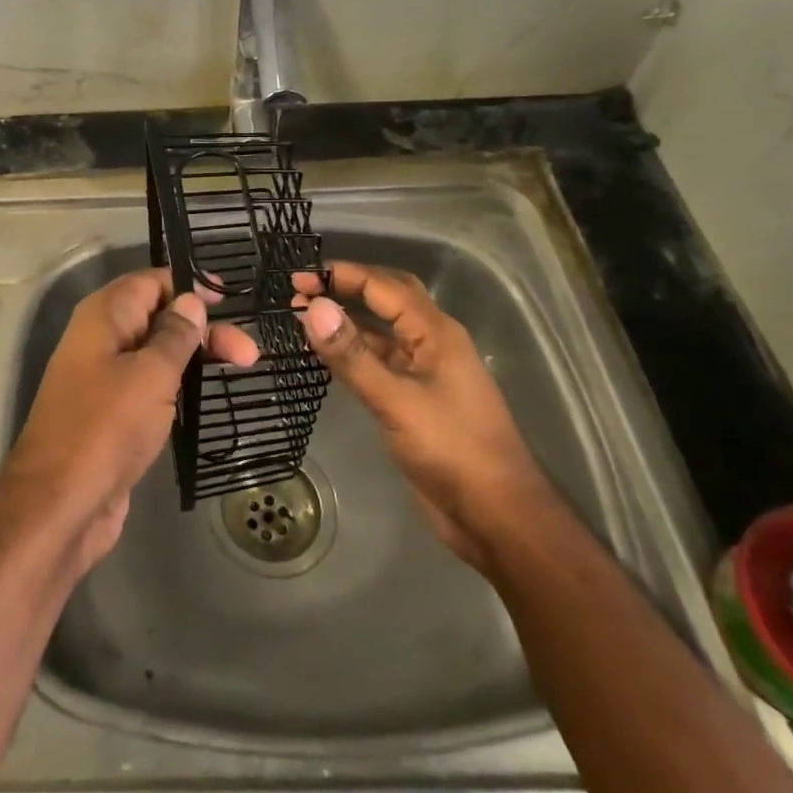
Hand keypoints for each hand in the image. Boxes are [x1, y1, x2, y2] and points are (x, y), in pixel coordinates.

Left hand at [4, 268, 259, 571]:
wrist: (61, 504)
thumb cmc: (107, 426)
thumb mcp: (150, 373)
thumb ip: (175, 334)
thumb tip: (191, 300)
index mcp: (104, 316)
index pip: (150, 282)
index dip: (189, 286)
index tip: (229, 299)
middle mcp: (101, 339)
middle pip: (158, 317)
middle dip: (202, 328)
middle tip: (249, 351)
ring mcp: (104, 378)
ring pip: (156, 353)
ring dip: (195, 356)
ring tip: (243, 366)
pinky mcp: (112, 414)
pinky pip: (150, 385)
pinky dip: (178, 385)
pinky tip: (205, 394)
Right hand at [294, 261, 553, 569]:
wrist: (495, 517)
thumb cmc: (452, 450)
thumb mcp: (396, 401)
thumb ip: (352, 355)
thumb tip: (313, 309)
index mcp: (436, 333)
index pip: (383, 286)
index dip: (340, 275)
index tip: (297, 277)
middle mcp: (431, 343)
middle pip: (387, 298)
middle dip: (346, 287)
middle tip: (301, 289)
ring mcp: (424, 372)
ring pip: (381, 331)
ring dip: (347, 319)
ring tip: (304, 316)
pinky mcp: (413, 399)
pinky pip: (379, 360)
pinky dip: (352, 351)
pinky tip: (326, 354)